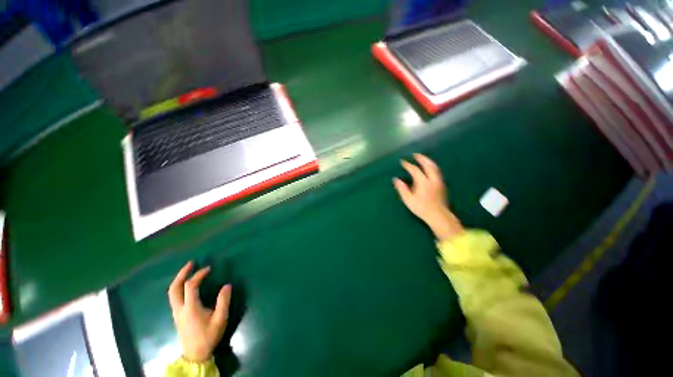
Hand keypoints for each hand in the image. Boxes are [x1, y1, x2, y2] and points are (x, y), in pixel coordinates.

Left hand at [168, 261, 231, 362]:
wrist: (195, 355)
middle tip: (191, 263)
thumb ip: (223, 301)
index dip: (198, 275)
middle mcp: (180, 308)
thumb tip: (227, 285)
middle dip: (181, 274)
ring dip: (179, 279)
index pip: (190, 286)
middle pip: (174, 288)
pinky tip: (187, 286)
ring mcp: (176, 312)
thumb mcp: (220, 319)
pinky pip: (174, 297)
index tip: (208, 269)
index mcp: (190, 308)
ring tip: (188, 271)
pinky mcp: (177, 316)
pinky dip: (179, 287)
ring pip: (172, 292)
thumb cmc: (208, 336)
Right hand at [393, 154, 463, 240]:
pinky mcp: (442, 184)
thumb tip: (395, 179)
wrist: (438, 216)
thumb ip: (402, 188)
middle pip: (428, 165)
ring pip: (434, 167)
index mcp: (423, 182)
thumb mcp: (408, 199)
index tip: (402, 162)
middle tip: (415, 154)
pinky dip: (432, 166)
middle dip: (421, 158)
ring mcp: (439, 181)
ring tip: (422, 158)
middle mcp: (432, 179)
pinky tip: (429, 168)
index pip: (415, 170)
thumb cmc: (421, 208)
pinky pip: (437, 171)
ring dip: (428, 161)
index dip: (408, 165)